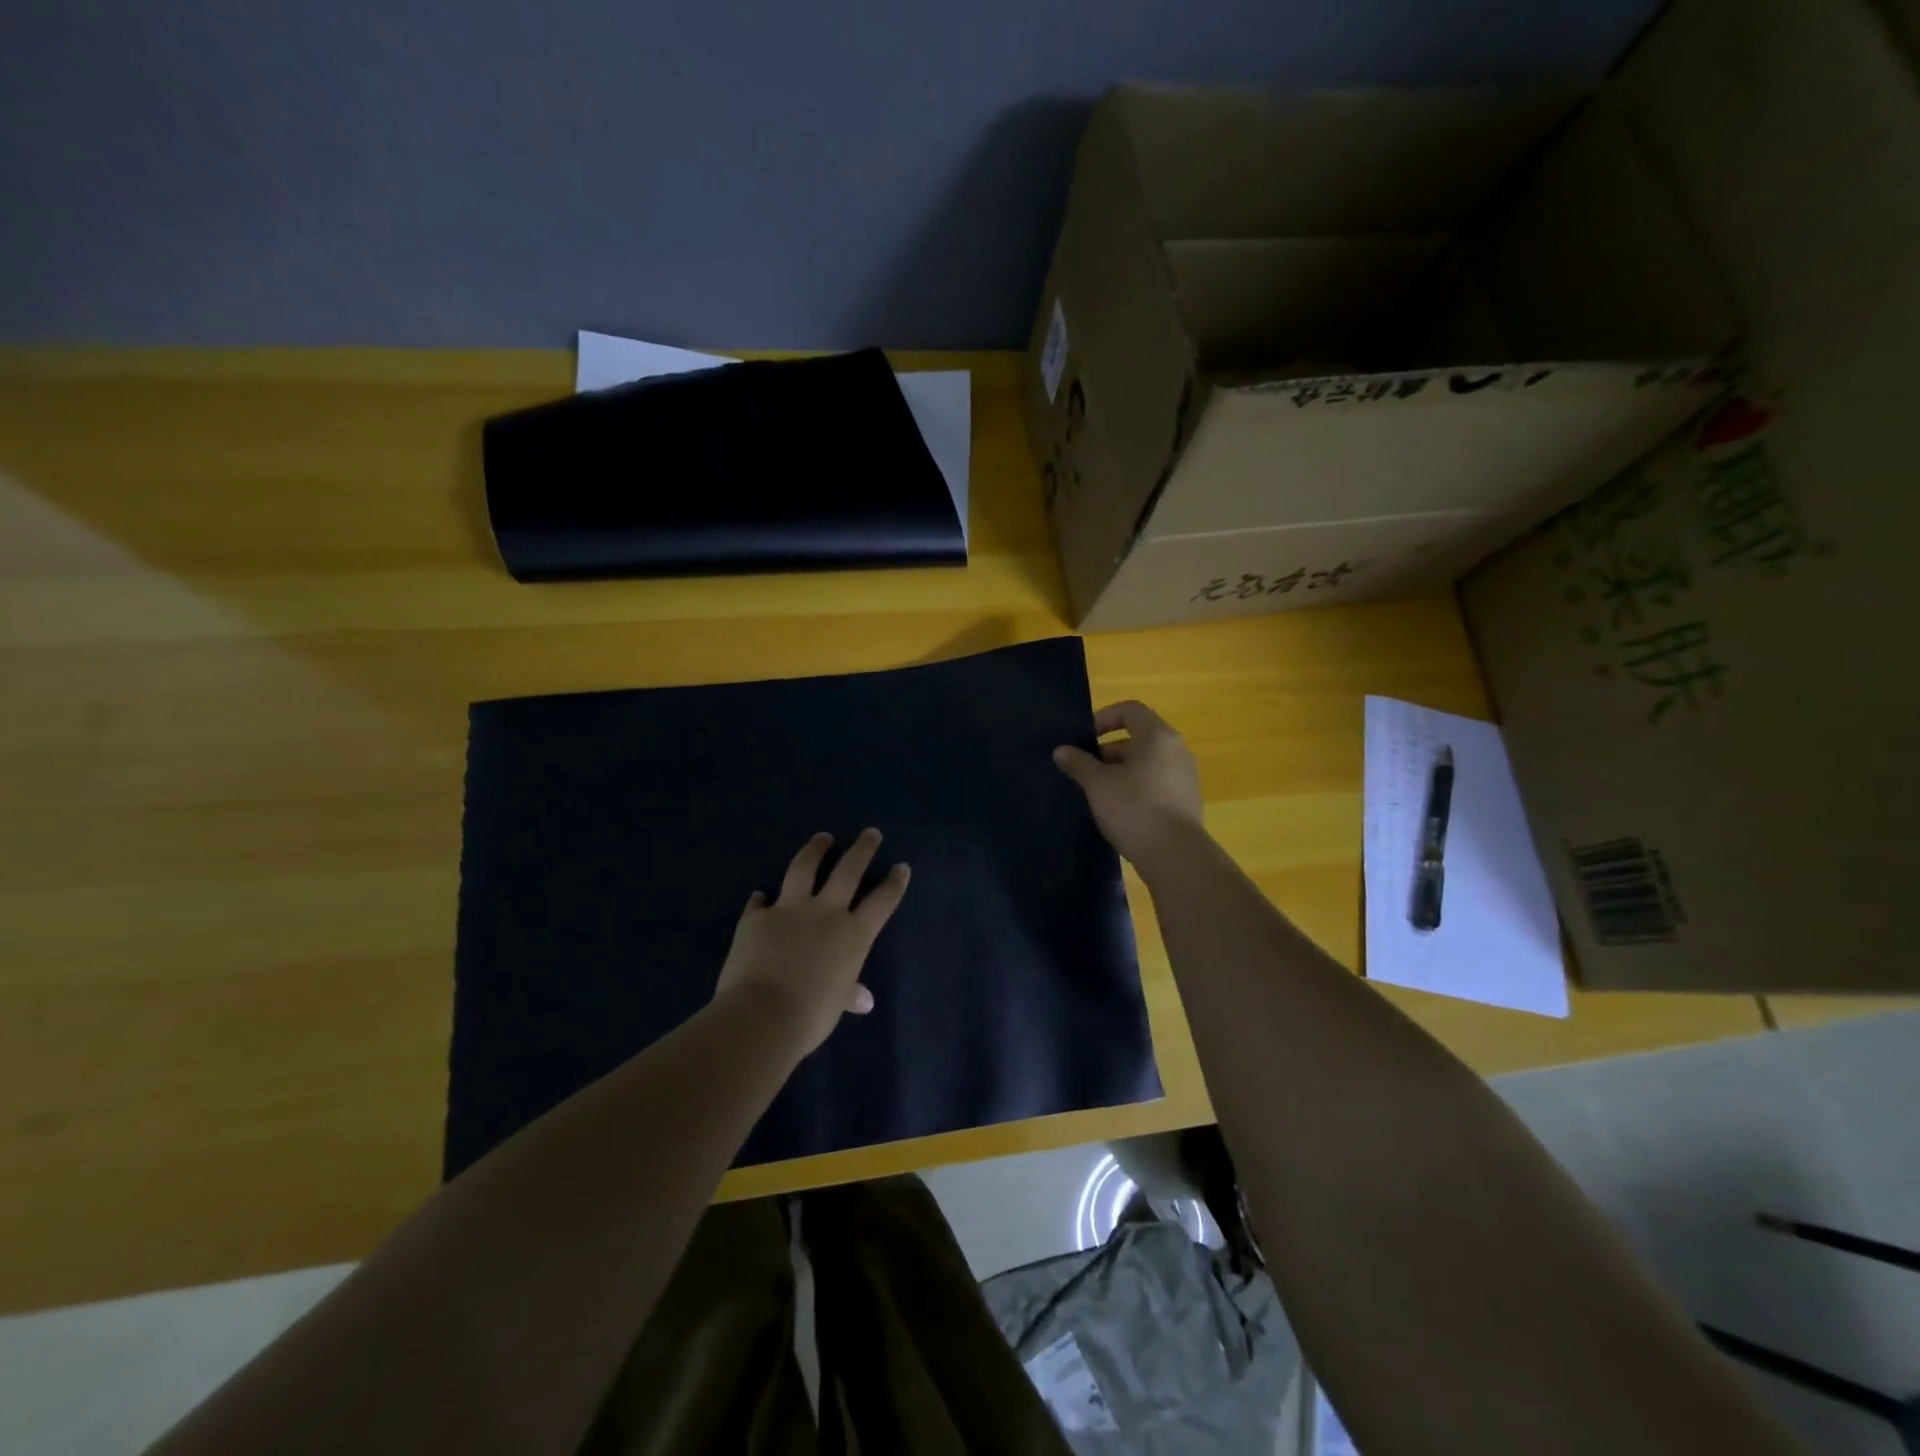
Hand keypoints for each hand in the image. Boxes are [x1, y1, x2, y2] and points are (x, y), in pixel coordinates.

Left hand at [712, 829, 910, 1054]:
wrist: (762, 1014)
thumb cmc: (811, 1015)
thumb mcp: (837, 1004)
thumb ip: (849, 993)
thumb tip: (864, 1001)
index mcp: (854, 934)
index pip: (882, 901)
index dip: (894, 883)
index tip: (902, 866)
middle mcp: (826, 912)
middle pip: (849, 870)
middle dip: (862, 849)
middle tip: (870, 832)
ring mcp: (790, 909)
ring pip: (805, 868)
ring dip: (815, 850)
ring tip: (822, 837)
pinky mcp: (757, 917)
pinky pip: (760, 903)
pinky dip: (761, 900)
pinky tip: (760, 896)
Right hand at [1053, 701, 1204, 869]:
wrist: (1176, 856)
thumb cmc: (1134, 809)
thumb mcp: (1098, 785)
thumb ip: (1079, 763)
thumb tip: (1062, 750)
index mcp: (1158, 736)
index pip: (1130, 710)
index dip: (1104, 718)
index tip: (1085, 740)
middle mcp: (1177, 750)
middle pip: (1139, 737)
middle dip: (1108, 750)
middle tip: (1086, 770)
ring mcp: (1185, 776)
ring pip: (1147, 762)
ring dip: (1121, 771)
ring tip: (1099, 792)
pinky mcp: (1186, 800)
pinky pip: (1156, 782)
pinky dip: (1136, 787)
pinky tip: (1120, 810)